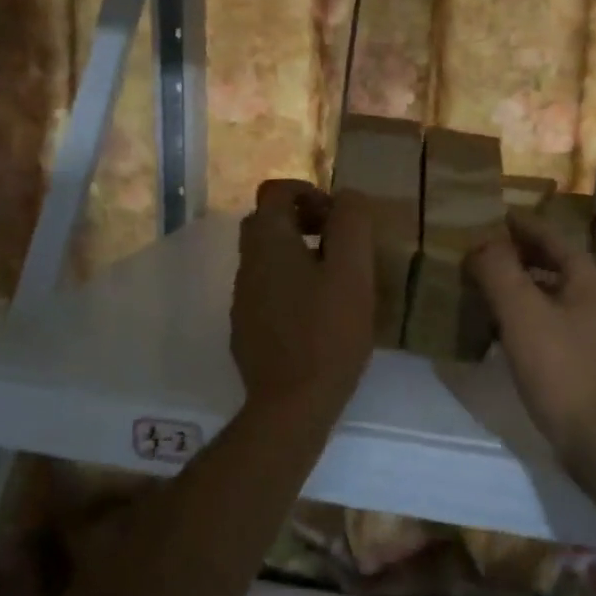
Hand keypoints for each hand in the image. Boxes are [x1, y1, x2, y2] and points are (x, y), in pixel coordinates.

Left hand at [231, 179, 376, 417]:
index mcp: (268, 243)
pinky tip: (318, 313)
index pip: (275, 192)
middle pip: (267, 222)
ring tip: (335, 279)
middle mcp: (247, 264)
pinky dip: (291, 284)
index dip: (308, 192)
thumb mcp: (352, 271)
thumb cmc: (328, 332)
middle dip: (304, 220)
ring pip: (267, 257)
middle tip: (339, 243)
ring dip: (298, 253)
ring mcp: (243, 298)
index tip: (338, 217)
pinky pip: (267, 289)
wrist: (292, 403)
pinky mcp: (246, 328)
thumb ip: (351, 224)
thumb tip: (347, 198)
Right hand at [466, 210, 595, 465]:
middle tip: (477, 250)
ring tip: (481, 285)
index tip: (490, 215)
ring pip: (549, 294)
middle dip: (515, 255)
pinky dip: (524, 316)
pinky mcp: (584, 358)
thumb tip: (481, 242)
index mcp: (589, 278)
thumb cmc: (561, 368)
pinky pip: (549, 322)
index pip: (550, 237)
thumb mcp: (523, 313)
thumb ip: (500, 270)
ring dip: (517, 286)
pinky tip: (498, 328)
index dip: (519, 225)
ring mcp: (594, 330)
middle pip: (552, 264)